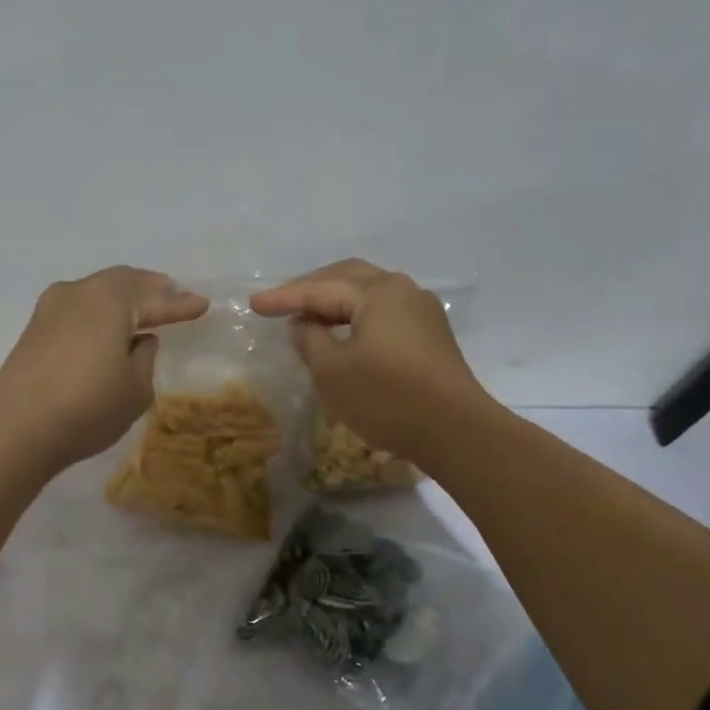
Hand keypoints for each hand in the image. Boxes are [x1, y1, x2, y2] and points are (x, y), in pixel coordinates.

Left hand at [0, 267, 208, 471]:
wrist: (17, 428)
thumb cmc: (88, 407)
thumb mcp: (135, 388)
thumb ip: (145, 357)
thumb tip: (139, 339)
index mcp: (111, 300)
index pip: (155, 299)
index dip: (181, 304)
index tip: (203, 304)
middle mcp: (80, 292)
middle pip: (124, 282)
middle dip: (152, 288)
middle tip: (175, 294)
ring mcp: (52, 308)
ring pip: (98, 291)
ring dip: (124, 297)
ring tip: (145, 306)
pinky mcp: (35, 328)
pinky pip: (80, 307)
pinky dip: (101, 310)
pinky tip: (110, 325)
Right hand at [249, 259, 484, 463]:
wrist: (455, 431)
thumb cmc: (387, 398)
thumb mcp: (332, 371)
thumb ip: (310, 340)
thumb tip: (305, 324)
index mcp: (378, 293)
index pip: (320, 288)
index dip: (284, 297)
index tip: (254, 304)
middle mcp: (403, 291)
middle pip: (347, 278)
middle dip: (311, 288)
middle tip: (280, 303)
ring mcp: (422, 312)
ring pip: (368, 294)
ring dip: (335, 302)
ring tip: (307, 318)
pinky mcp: (430, 336)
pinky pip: (383, 313)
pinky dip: (355, 317)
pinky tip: (342, 334)